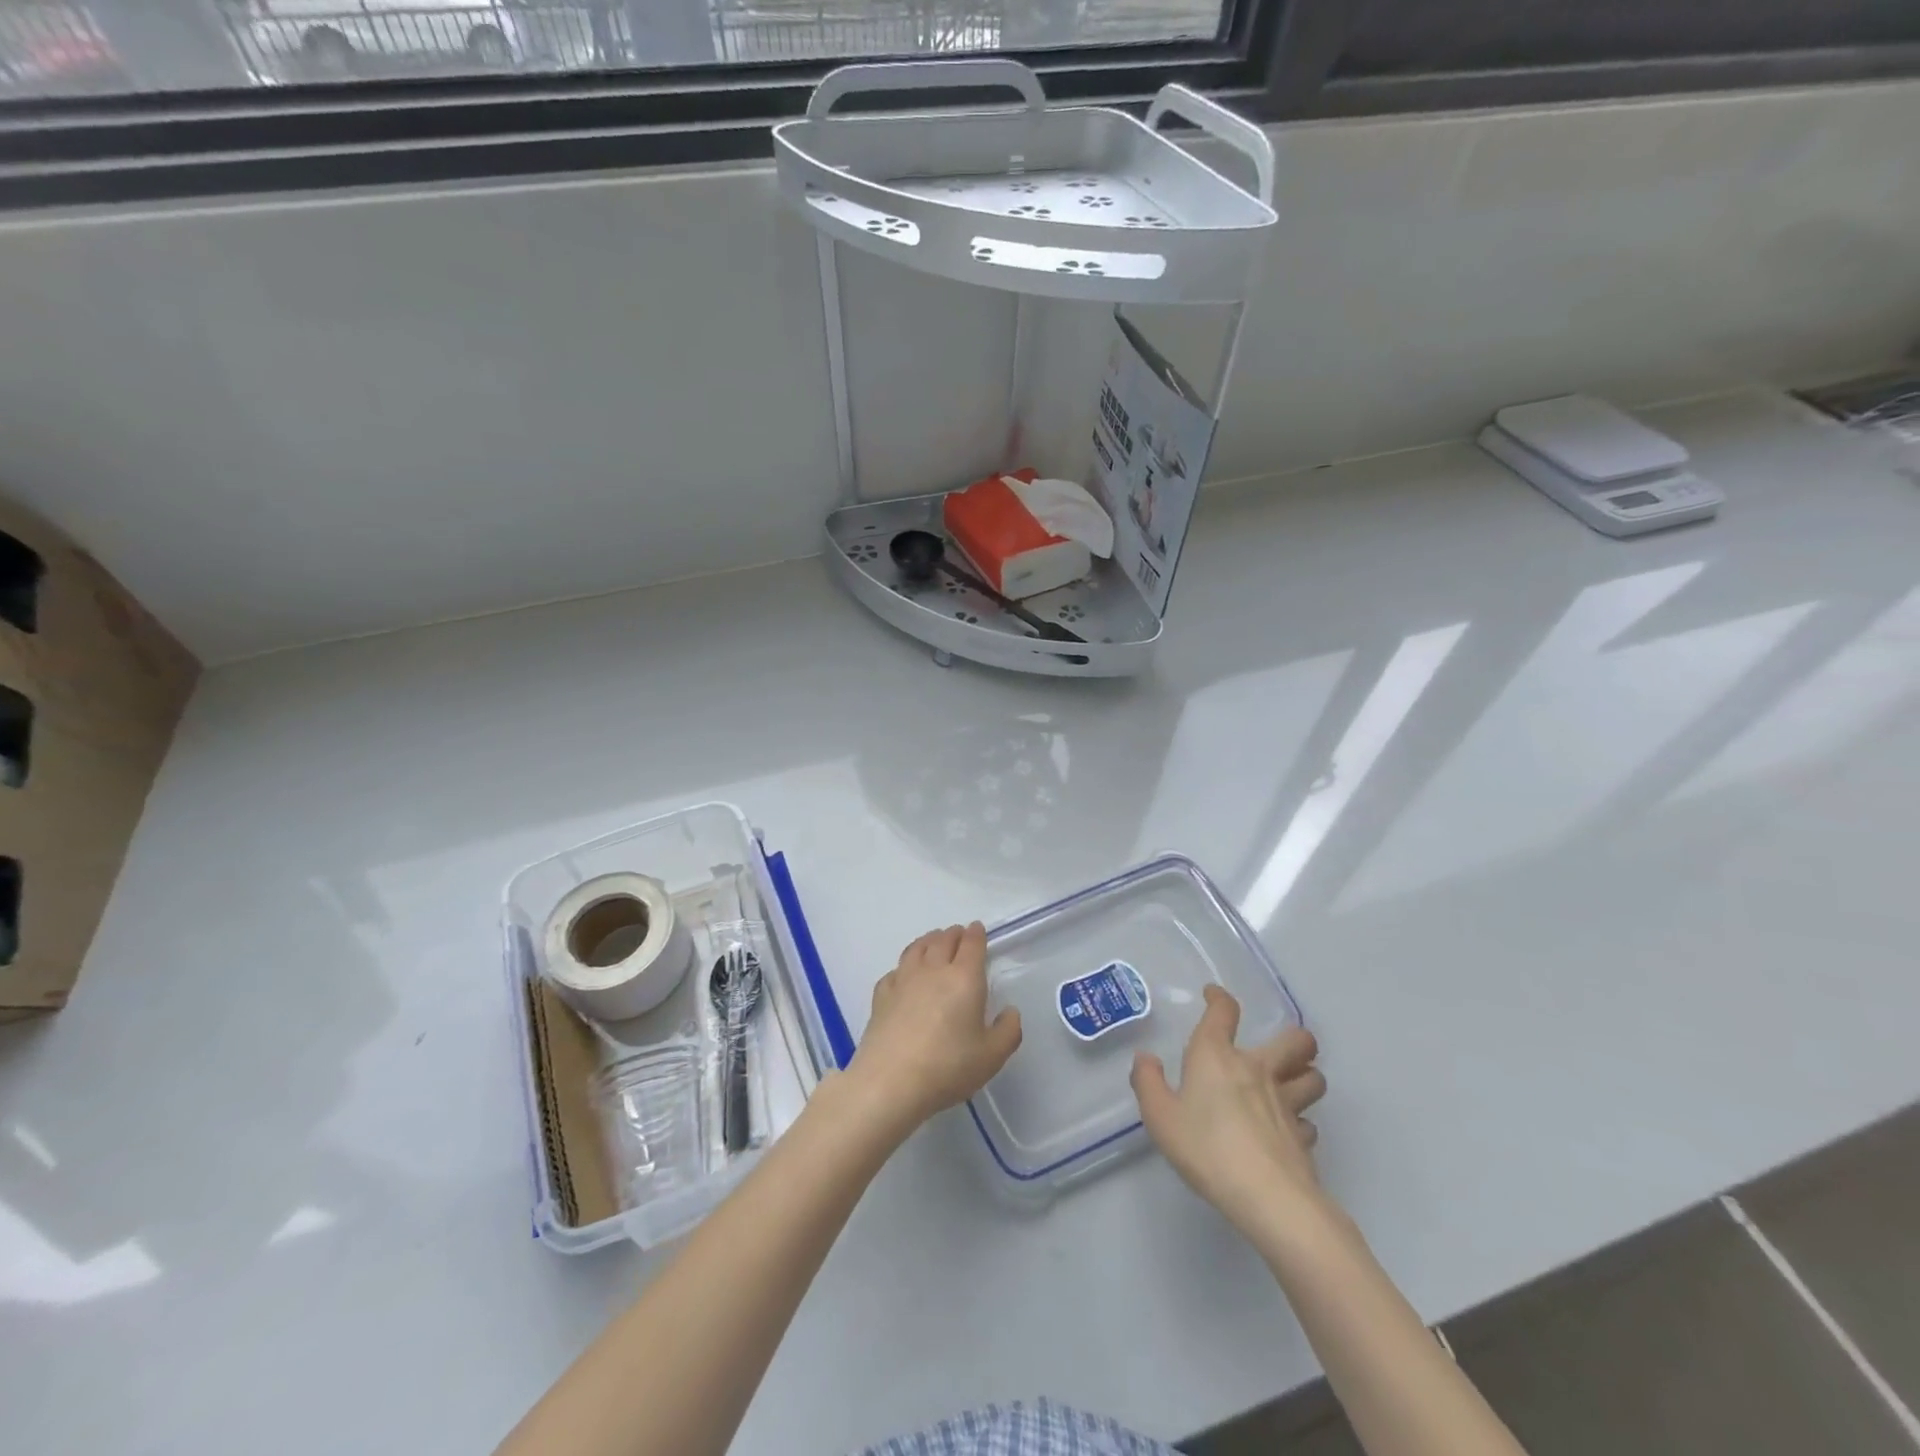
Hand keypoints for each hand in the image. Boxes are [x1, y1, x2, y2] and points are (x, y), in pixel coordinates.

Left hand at [849, 923, 1021, 1134]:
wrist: (891, 1081)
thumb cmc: (948, 1066)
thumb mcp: (992, 1056)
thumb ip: (1008, 1031)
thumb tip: (1010, 1011)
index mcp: (964, 978)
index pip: (972, 944)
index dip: (976, 934)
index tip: (977, 929)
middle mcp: (933, 970)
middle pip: (943, 940)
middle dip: (954, 934)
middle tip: (959, 934)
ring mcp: (904, 980)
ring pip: (916, 948)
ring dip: (928, 940)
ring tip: (933, 941)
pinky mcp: (882, 995)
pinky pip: (895, 971)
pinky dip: (903, 966)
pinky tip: (903, 975)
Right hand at [1131, 985, 1326, 1236]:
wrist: (1267, 1198)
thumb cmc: (1206, 1148)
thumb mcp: (1160, 1117)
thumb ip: (1148, 1083)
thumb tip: (1146, 1059)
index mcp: (1217, 1056)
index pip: (1223, 1012)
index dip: (1219, 998)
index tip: (1214, 996)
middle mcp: (1257, 1070)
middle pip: (1295, 1040)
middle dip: (1294, 1038)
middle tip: (1280, 1048)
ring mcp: (1287, 1103)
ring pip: (1313, 1077)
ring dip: (1305, 1076)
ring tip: (1291, 1084)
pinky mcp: (1303, 1138)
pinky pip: (1308, 1122)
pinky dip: (1301, 1123)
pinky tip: (1287, 1133)